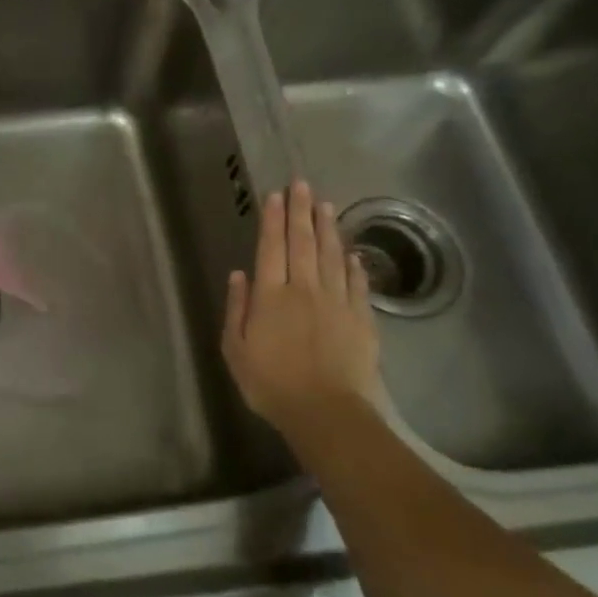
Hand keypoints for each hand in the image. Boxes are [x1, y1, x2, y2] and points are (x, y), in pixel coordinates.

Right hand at [222, 181, 383, 434]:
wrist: (325, 412)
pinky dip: (354, 265)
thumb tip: (239, 274)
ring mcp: (336, 302)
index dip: (273, 220)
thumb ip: (237, 308)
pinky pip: (357, 284)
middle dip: (300, 211)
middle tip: (302, 184)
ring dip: (327, 228)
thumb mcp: (235, 349)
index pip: (271, 248)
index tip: (275, 195)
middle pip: (303, 243)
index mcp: (270, 296)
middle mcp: (304, 289)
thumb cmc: (271, 383)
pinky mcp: (361, 319)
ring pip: (332, 256)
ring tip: (325, 205)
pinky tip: (352, 252)